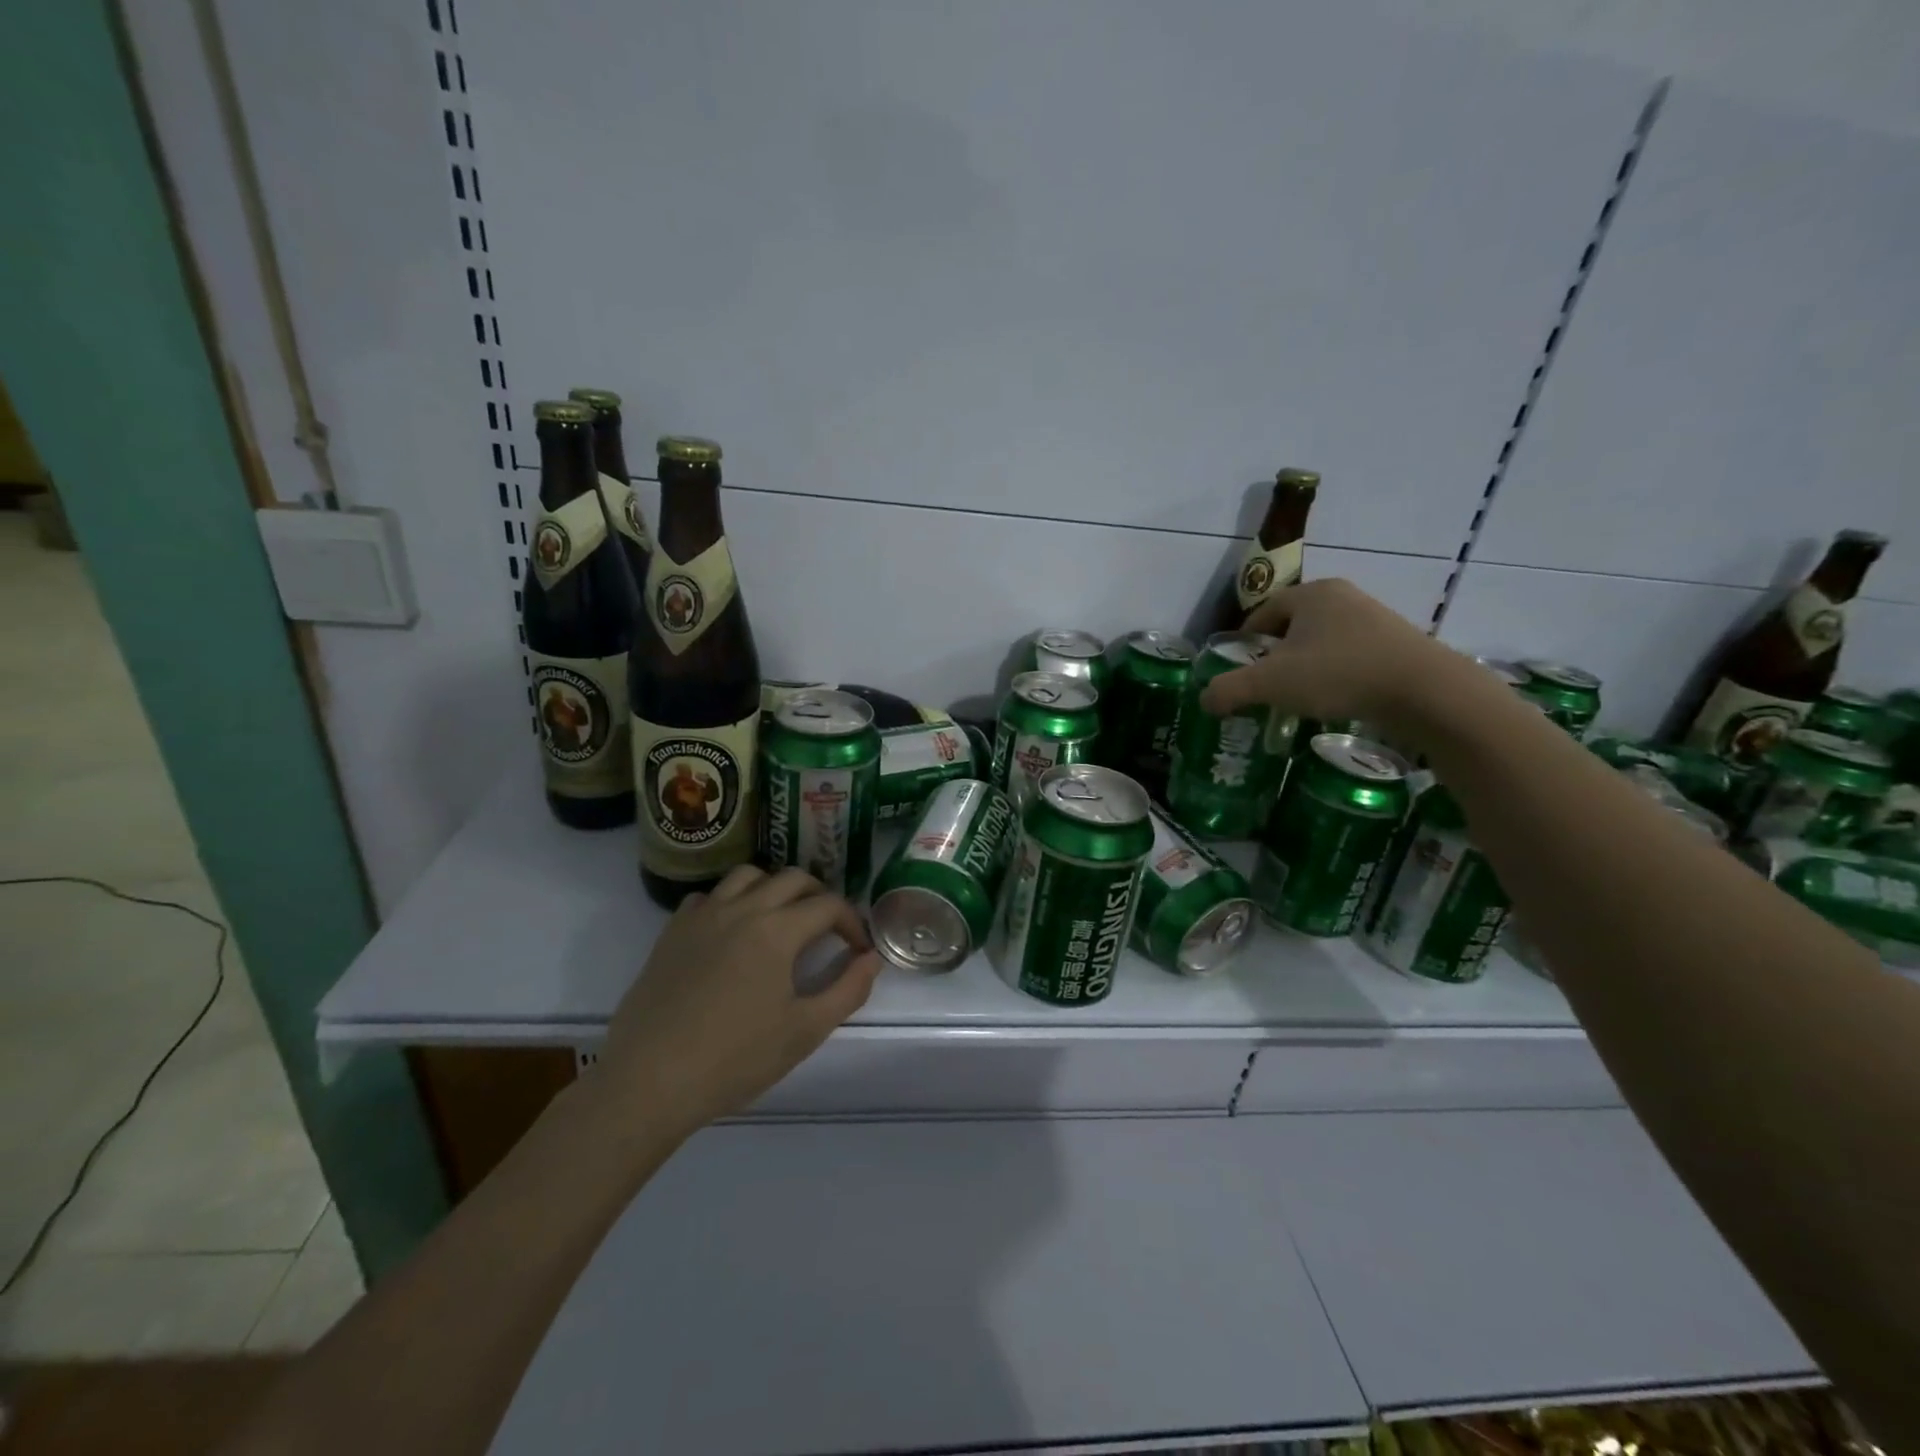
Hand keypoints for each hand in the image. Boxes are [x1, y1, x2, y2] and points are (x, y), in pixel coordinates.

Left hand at [597, 866, 883, 1135]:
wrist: (649, 1081)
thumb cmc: (734, 1059)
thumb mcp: (805, 1031)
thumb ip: (848, 990)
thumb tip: (870, 958)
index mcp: (777, 930)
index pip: (828, 905)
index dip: (852, 922)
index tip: (858, 949)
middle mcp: (742, 909)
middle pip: (792, 878)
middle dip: (819, 896)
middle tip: (828, 929)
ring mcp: (703, 916)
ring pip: (748, 876)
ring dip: (774, 888)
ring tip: (781, 919)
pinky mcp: (673, 932)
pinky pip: (709, 896)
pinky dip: (730, 902)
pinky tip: (732, 933)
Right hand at [1199, 578, 1463, 730]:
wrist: (1424, 690)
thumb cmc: (1338, 674)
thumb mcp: (1271, 684)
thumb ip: (1230, 689)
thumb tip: (1204, 699)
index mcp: (1310, 594)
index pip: (1262, 613)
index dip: (1244, 643)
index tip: (1238, 671)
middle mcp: (1342, 596)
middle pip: (1292, 626)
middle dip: (1275, 656)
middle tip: (1265, 686)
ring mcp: (1374, 618)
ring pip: (1322, 641)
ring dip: (1306, 666)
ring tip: (1299, 697)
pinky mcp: (1397, 643)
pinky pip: (1350, 655)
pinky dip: (1335, 674)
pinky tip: (1335, 699)